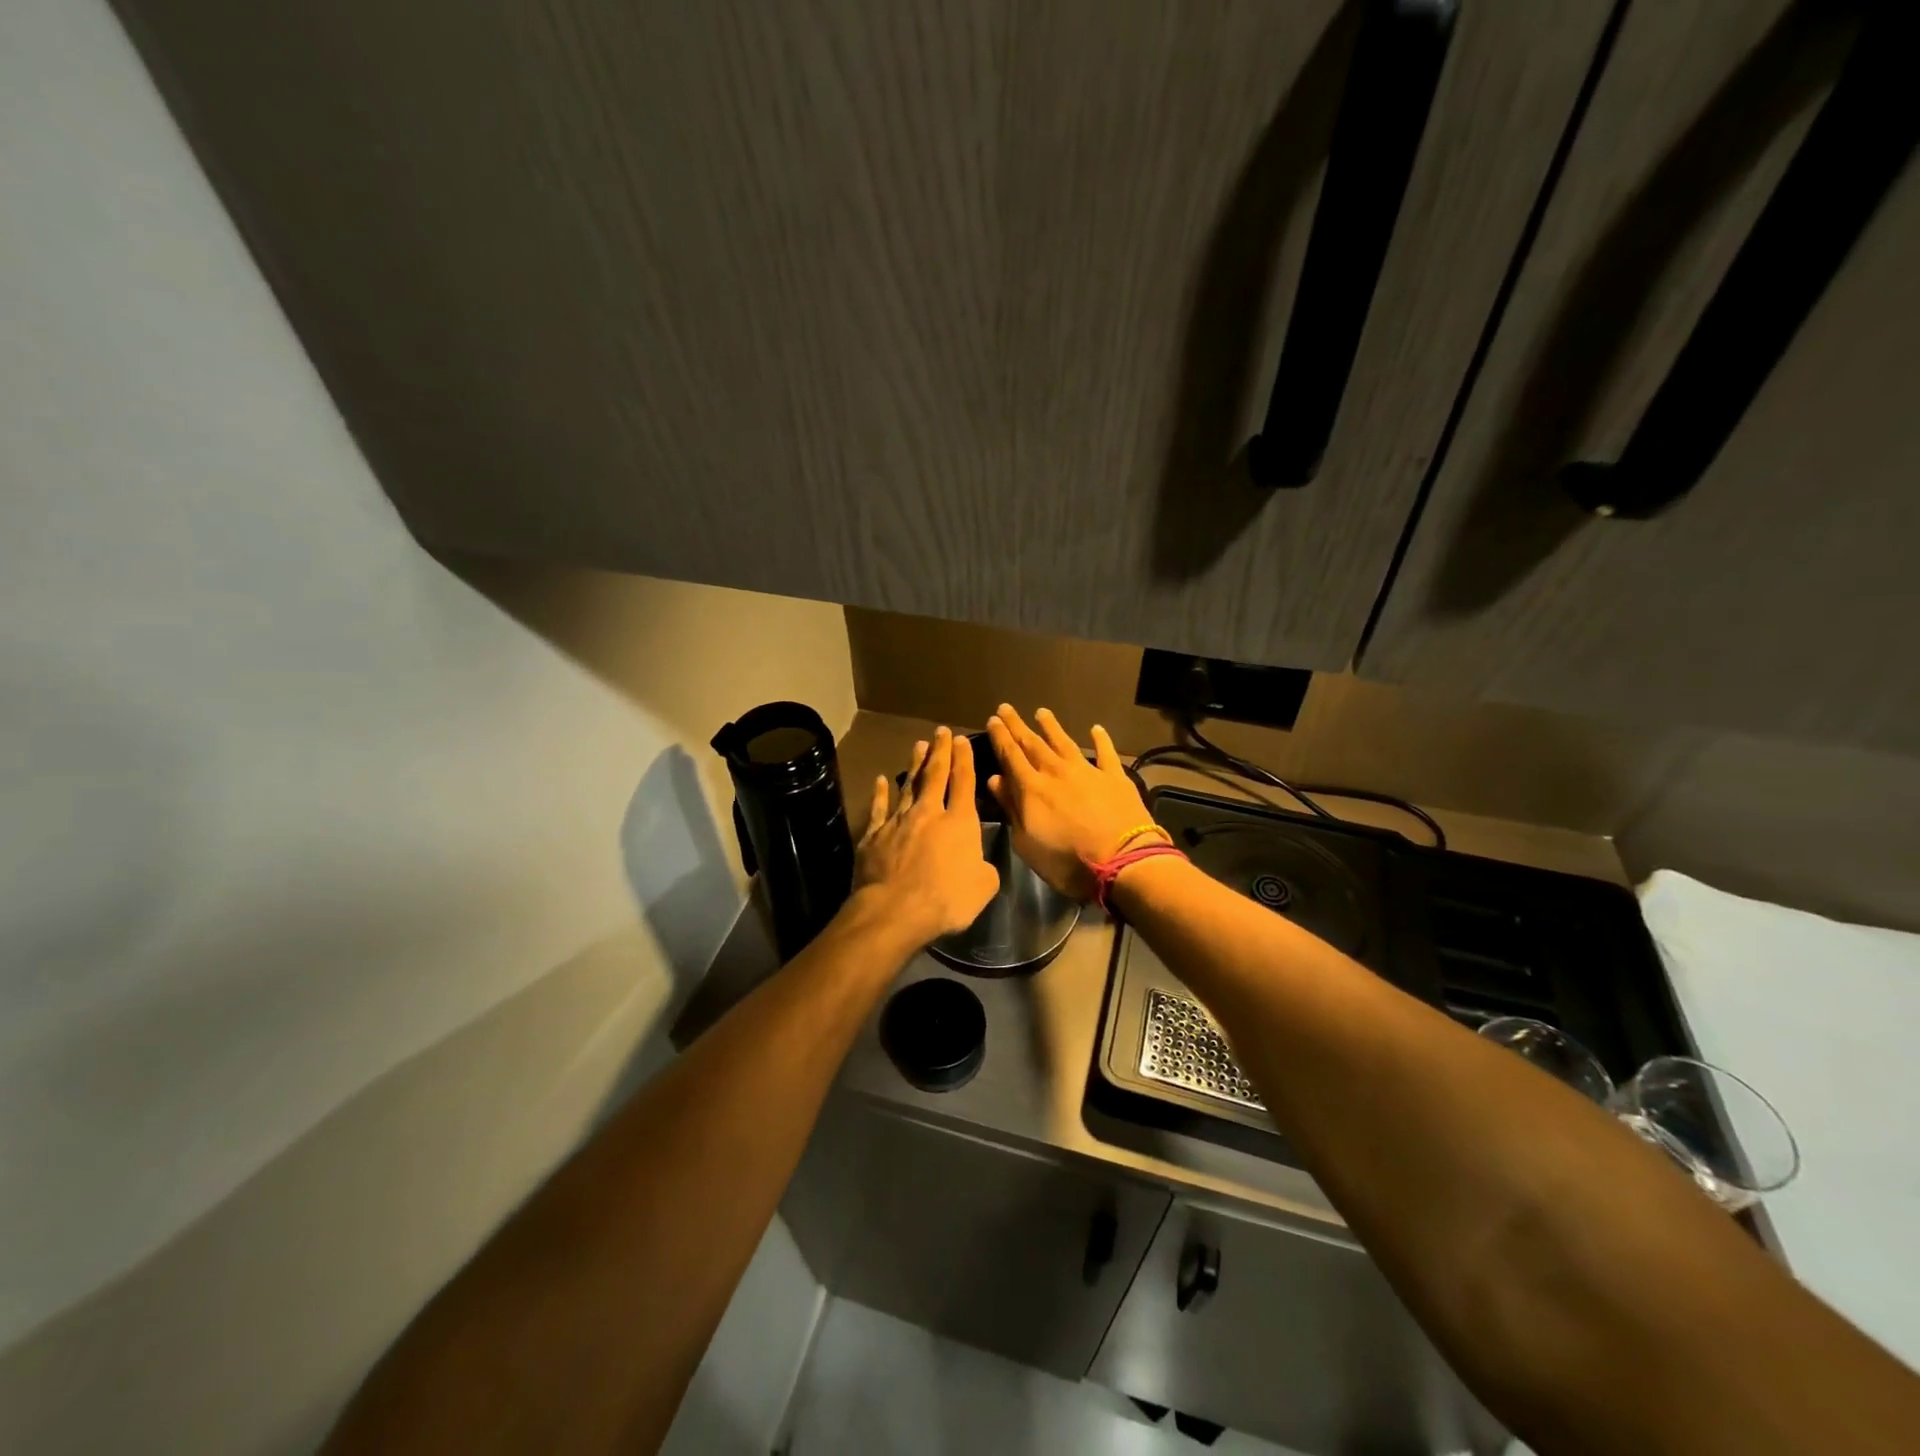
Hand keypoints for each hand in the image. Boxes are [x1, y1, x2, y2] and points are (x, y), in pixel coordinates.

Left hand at [853, 727, 999, 945]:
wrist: (895, 910)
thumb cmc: (946, 899)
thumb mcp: (983, 887)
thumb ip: (985, 868)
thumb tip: (980, 863)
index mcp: (959, 822)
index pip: (963, 782)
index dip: (964, 760)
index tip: (962, 740)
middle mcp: (928, 813)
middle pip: (935, 775)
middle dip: (940, 751)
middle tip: (941, 732)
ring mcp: (898, 821)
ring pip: (908, 785)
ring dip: (914, 765)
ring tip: (918, 745)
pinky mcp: (874, 835)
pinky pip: (879, 808)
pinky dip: (880, 793)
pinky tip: (880, 781)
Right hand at [985, 705, 1155, 900]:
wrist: (1122, 861)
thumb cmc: (1067, 860)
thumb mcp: (1026, 842)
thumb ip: (1011, 808)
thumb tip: (996, 779)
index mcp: (1031, 788)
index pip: (1011, 756)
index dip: (1000, 737)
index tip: (992, 720)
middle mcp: (1056, 772)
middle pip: (1033, 743)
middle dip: (1018, 726)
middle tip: (1006, 709)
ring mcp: (1087, 771)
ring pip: (1064, 742)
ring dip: (1051, 727)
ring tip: (1042, 712)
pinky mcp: (1114, 778)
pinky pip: (1105, 753)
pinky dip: (1100, 740)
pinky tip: (1096, 729)